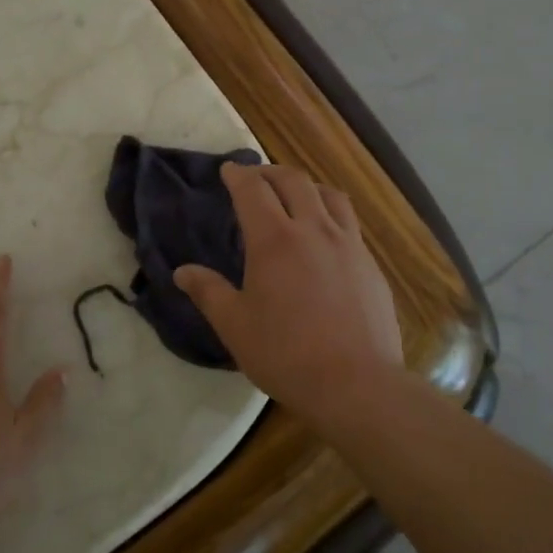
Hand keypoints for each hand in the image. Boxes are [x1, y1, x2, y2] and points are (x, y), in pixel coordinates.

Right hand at [174, 163, 403, 427]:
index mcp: (274, 240)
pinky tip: (326, 235)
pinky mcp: (370, 264)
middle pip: (293, 181)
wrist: (356, 383)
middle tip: (256, 178)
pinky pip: (349, 222)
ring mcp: (348, 244)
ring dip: (306, 186)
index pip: (253, 190)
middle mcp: (314, 229)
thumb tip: (182, 271)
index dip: (238, 175)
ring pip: (329, 195)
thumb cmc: (286, 354)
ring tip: (295, 195)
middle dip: (270, 172)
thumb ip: (208, 292)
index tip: (229, 170)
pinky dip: (330, 213)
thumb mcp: (235, 326)